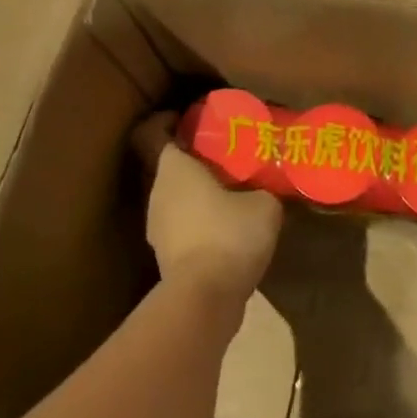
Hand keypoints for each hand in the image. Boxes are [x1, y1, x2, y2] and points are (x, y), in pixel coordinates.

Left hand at [133, 114, 282, 307]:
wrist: (205, 300)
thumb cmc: (229, 235)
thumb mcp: (264, 204)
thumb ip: (263, 188)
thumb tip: (266, 189)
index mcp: (172, 169)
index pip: (150, 133)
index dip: (164, 120)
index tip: (186, 117)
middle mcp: (156, 194)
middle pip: (164, 166)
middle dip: (189, 158)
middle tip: (222, 154)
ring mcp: (157, 229)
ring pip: (172, 198)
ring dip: (195, 192)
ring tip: (230, 192)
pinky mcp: (167, 258)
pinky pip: (181, 226)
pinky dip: (198, 221)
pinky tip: (228, 228)